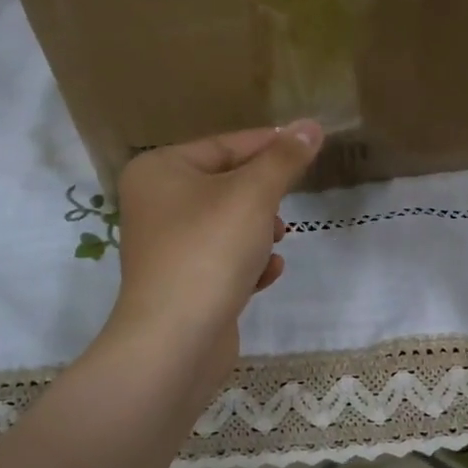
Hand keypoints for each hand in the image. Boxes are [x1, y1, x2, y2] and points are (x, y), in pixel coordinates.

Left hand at [106, 121, 322, 387]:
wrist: (175, 341)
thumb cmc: (209, 250)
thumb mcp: (254, 194)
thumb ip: (284, 158)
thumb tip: (311, 125)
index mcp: (160, 171)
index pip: (224, 145)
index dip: (270, 144)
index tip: (309, 145)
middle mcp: (156, 203)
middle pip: (227, 185)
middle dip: (263, 198)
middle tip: (285, 207)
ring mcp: (167, 246)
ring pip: (229, 223)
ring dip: (259, 232)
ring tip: (274, 242)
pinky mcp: (183, 283)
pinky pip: (223, 260)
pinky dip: (248, 263)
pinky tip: (267, 273)